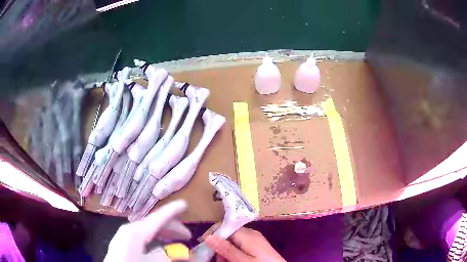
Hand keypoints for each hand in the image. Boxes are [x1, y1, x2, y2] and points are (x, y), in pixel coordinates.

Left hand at [104, 200, 190, 261]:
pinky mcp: (122, 245)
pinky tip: (159, 246)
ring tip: (176, 241)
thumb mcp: (155, 261)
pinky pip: (141, 237)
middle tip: (187, 235)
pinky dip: (154, 239)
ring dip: (163, 234)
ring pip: (147, 230)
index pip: (157, 217)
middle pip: (153, 223)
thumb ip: (171, 255)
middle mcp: (128, 230)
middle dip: (171, 227)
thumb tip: (184, 250)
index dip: (172, 210)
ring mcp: (123, 237)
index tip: (185, 204)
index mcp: (135, 231)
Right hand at [205, 227, 284, 261]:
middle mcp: (251, 234)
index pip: (225, 226)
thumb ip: (226, 249)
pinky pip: (241, 246)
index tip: (206, 245)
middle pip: (229, 235)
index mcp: (248, 234)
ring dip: (227, 252)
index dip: (214, 234)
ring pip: (234, 242)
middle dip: (220, 246)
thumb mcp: (241, 260)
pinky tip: (234, 260)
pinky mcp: (257, 246)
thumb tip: (208, 236)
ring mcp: (255, 240)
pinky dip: (235, 253)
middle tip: (219, 260)